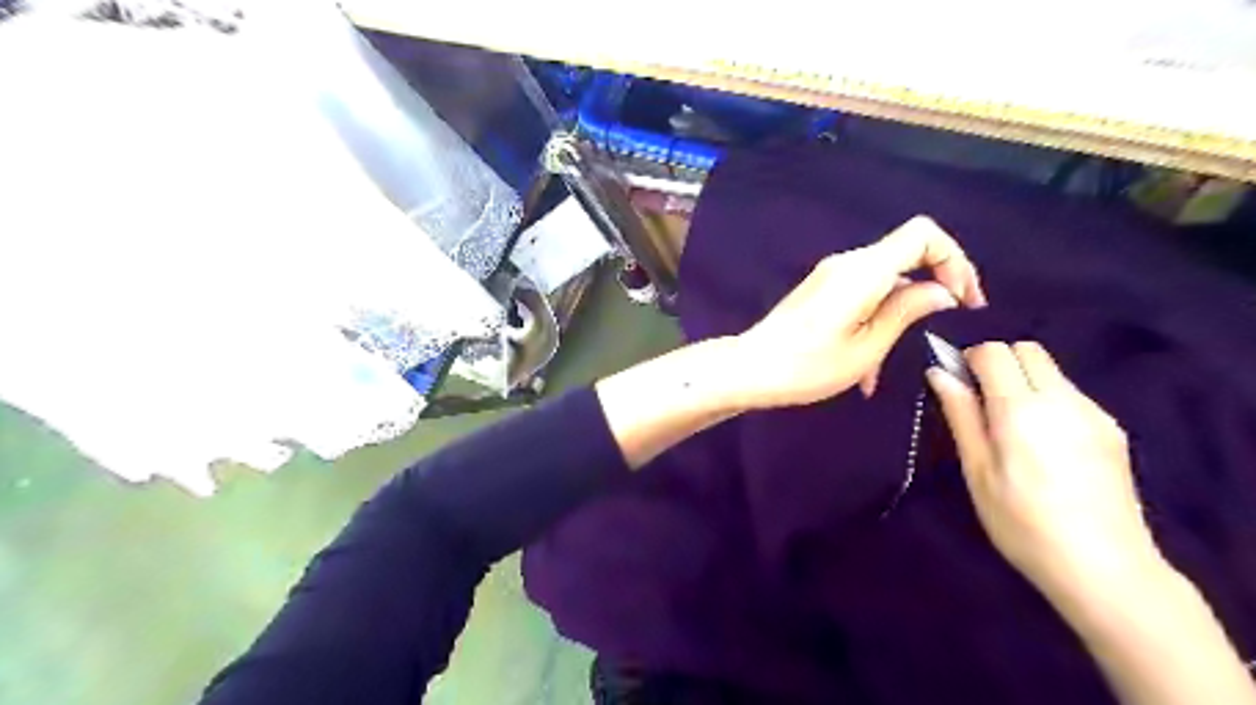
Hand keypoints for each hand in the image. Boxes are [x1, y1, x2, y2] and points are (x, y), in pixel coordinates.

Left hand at [734, 218, 986, 409]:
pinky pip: (862, 295)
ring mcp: (831, 276)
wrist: (750, 368)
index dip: (954, 260)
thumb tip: (943, 291)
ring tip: (883, 371)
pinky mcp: (821, 291)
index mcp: (864, 271)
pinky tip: (865, 367)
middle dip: (933, 287)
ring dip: (898, 315)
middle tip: (947, 325)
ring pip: (885, 281)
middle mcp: (847, 264)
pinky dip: (875, 320)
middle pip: (907, 255)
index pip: (924, 235)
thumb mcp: (867, 347)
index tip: (963, 301)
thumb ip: (907, 311)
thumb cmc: (808, 365)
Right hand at [924, 342, 1161, 600]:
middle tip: (982, 402)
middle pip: (1027, 349)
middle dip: (998, 362)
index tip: (958, 386)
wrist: (1105, 567)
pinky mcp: (1112, 429)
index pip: (994, 352)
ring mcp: (1093, 412)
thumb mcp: (977, 470)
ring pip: (1051, 369)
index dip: (969, 360)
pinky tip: (1044, 442)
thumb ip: (961, 414)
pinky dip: (1048, 398)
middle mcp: (1062, 399)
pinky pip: (1071, 393)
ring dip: (1024, 380)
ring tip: (1012, 426)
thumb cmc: (1022, 522)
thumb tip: (938, 372)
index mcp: (1021, 409)